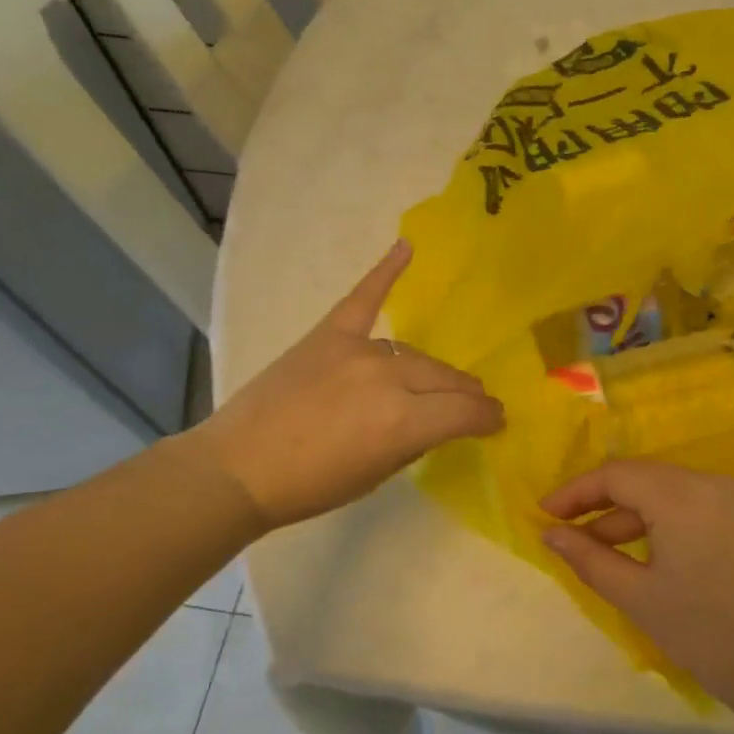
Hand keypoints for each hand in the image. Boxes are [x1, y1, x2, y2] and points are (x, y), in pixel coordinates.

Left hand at [199, 241, 503, 528]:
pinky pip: (363, 298)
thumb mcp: (378, 474)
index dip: (487, 419)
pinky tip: (406, 247)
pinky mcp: (328, 335)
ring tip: (443, 382)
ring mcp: (357, 350)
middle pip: (445, 378)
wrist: (237, 468)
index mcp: (404, 421)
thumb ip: (416, 440)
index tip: (495, 423)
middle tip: (474, 406)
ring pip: (414, 354)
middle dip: (467, 395)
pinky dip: (384, 271)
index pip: (465, 411)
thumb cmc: (311, 486)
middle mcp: (388, 377)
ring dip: (433, 371)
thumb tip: (440, 421)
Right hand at [539, 460, 733, 702]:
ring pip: (666, 491)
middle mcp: (708, 481)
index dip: (574, 492)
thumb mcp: (637, 597)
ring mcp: (733, 497)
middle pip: (641, 476)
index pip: (615, 474)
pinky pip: (691, 504)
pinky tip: (642, 552)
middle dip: (599, 501)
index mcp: (680, 494)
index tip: (543, 515)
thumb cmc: (706, 633)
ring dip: (629, 514)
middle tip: (565, 531)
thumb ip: (589, 558)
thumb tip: (550, 534)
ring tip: (598, 549)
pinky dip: (660, 521)